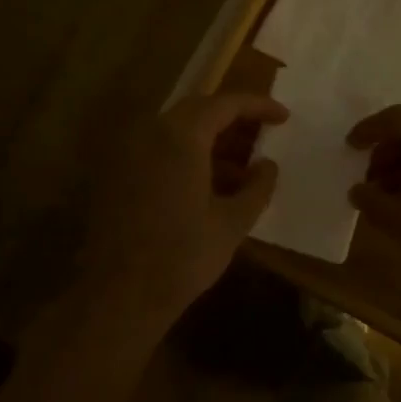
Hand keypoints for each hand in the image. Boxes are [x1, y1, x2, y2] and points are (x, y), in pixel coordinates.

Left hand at [81, 93, 287, 320]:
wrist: (120, 296)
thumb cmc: (182, 256)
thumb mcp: (233, 222)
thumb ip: (257, 187)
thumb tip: (268, 165)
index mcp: (180, 137)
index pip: (224, 104)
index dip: (258, 106)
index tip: (284, 117)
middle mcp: (149, 134)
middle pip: (198, 112)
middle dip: (234, 121)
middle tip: (264, 136)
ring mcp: (127, 154)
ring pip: (176, 132)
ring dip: (211, 142)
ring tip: (243, 168)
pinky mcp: (117, 176)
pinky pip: (158, 151)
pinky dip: (187, 157)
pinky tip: (210, 186)